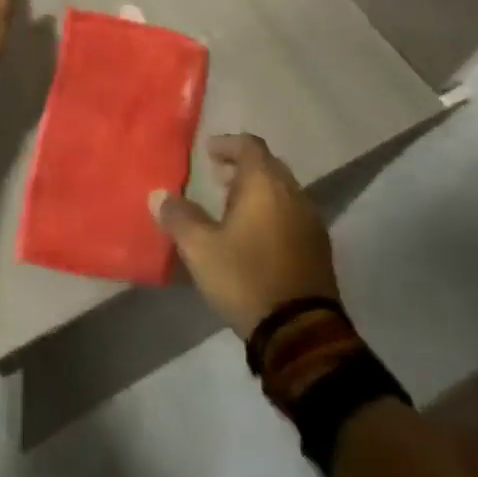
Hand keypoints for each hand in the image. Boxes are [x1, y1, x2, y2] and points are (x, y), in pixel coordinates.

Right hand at [152, 133, 341, 338]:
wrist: (301, 333)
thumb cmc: (246, 277)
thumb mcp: (200, 248)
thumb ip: (179, 216)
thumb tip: (158, 195)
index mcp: (265, 184)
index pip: (249, 145)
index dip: (227, 144)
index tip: (207, 152)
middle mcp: (293, 194)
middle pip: (268, 166)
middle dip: (242, 168)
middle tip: (217, 178)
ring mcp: (311, 221)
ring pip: (283, 191)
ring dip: (258, 192)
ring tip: (232, 208)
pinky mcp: (319, 249)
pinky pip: (293, 215)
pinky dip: (273, 213)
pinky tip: (255, 236)